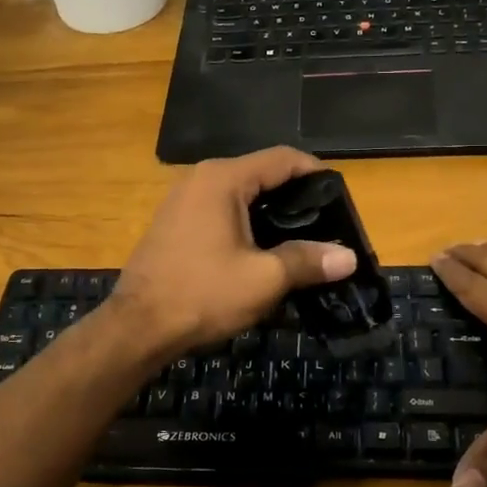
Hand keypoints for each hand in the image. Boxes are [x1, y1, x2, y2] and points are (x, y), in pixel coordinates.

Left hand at [109, 147, 357, 358]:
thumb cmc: (203, 294)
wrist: (138, 327)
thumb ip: (308, 261)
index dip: (316, 173)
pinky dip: (246, 223)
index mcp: (223, 179)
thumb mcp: (264, 279)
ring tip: (301, 239)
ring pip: (240, 194)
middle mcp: (201, 179)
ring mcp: (182, 200)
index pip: (282, 159)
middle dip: (295, 196)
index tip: (341, 197)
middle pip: (261, 174)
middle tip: (326, 224)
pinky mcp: (174, 223)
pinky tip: (261, 250)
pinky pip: (220, 210)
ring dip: (270, 212)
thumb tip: (348, 257)